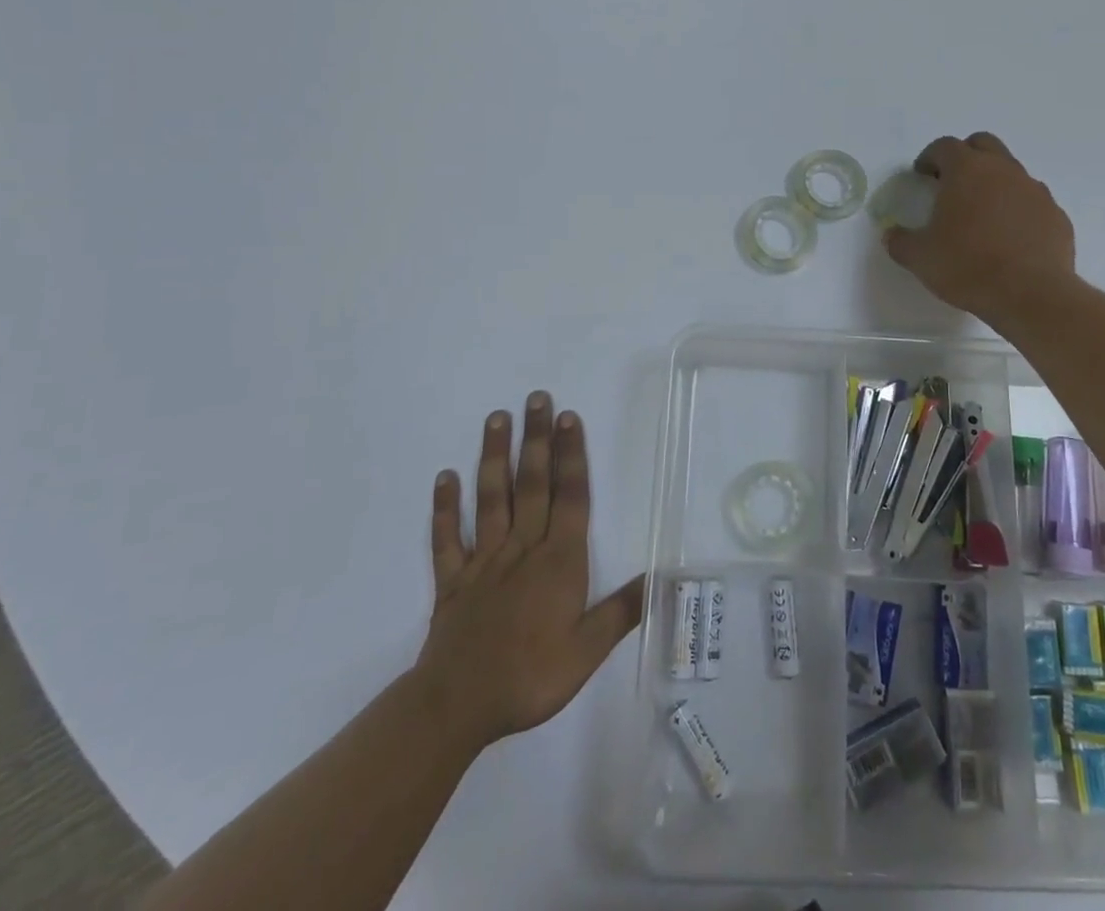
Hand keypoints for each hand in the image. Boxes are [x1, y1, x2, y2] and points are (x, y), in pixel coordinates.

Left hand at [412, 392, 643, 750]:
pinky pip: (447, 538)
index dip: (571, 455)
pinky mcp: (452, 581)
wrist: (458, 706)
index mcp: (558, 561)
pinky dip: (444, 508)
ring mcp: (484, 561)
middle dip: (536, 438)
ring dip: (493, 457)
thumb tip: (660, 578)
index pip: (570, 496)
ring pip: (491, 499)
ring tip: (496, 418)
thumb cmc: (530, 677)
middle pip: (532, 484)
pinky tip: (444, 477)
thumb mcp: (587, 651)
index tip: (569, 418)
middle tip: (537, 398)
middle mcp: (522, 548)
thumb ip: (621, 611)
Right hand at [884, 132, 1076, 325]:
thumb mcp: (920, 257)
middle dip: (965, 156)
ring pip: (1011, 171)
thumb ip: (900, 241)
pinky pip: (1032, 202)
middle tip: (951, 182)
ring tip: (981, 214)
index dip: (929, 157)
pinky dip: (1018, 209)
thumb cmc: (968, 266)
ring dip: (994, 182)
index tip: (922, 175)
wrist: (1031, 295)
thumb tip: (891, 234)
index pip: (945, 146)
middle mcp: (1003, 170)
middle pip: (983, 144)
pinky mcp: (1056, 215)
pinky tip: (1009, 237)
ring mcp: (1035, 190)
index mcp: (967, 170)